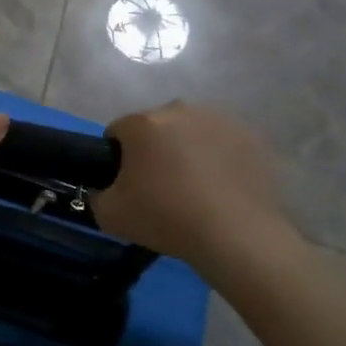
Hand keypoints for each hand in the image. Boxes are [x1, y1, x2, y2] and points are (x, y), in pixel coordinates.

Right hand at [91, 102, 299, 270]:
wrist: (237, 236)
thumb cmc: (167, 218)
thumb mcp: (110, 216)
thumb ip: (96, 196)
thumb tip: (101, 191)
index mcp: (143, 123)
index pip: (117, 132)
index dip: (117, 159)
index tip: (127, 186)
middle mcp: (179, 110)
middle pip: (156, 128)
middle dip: (154, 151)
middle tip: (161, 189)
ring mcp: (219, 119)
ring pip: (191, 132)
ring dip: (187, 151)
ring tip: (196, 190)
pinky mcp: (250, 136)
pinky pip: (222, 144)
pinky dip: (219, 159)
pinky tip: (222, 189)